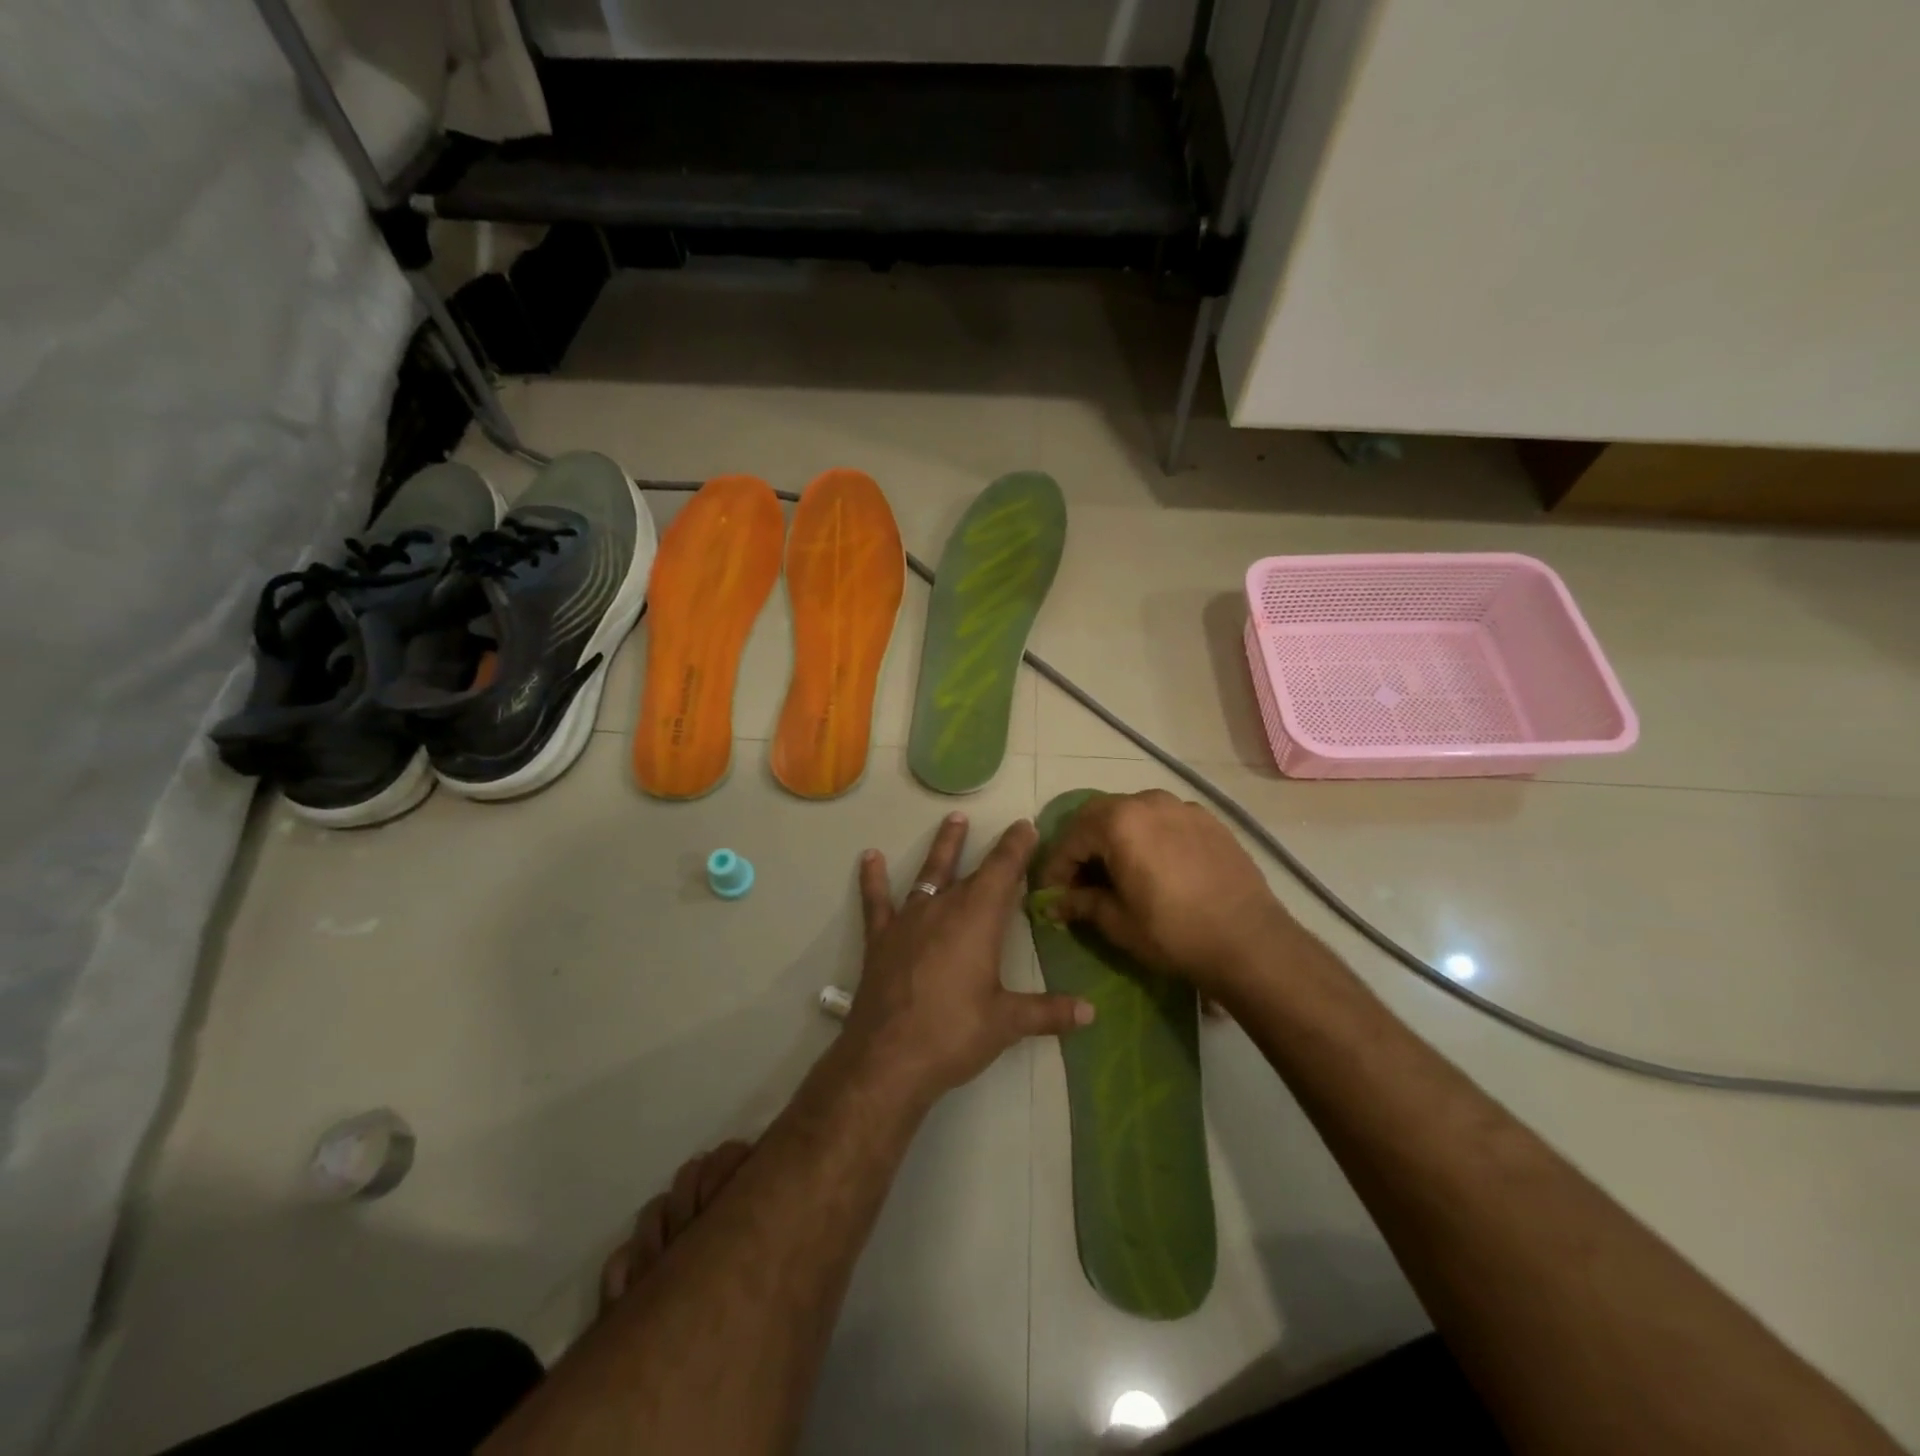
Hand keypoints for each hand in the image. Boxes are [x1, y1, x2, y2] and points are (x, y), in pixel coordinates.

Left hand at [844, 813, 1093, 1105]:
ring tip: (953, 819)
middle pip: (971, 871)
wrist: (888, 1058)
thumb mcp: (1007, 1023)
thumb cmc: (954, 1034)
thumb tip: (1091, 1012)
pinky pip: (877, 901)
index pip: (1003, 871)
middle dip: (992, 849)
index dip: (1017, 847)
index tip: (1027, 827)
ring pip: (929, 874)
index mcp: (978, 920)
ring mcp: (909, 920)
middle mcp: (944, 909)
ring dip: (944, 847)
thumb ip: (1048, 1012)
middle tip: (1007, 829)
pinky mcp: (881, 938)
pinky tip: (868, 857)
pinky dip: (872, 879)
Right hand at [1033, 789, 1295, 998]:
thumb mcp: (1118, 922)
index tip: (1051, 893)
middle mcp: (1148, 802)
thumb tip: (1054, 903)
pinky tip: (1154, 867)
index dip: (1056, 866)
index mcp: (1120, 822)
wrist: (1250, 942)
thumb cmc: (1173, 932)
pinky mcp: (1209, 820)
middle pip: (1100, 816)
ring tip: (1117, 872)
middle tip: (1079, 880)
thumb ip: (1081, 903)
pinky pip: (1165, 820)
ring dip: (1116, 838)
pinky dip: (1148, 837)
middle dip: (1083, 846)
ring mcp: (1182, 807)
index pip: (1072, 837)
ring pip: (1134, 814)